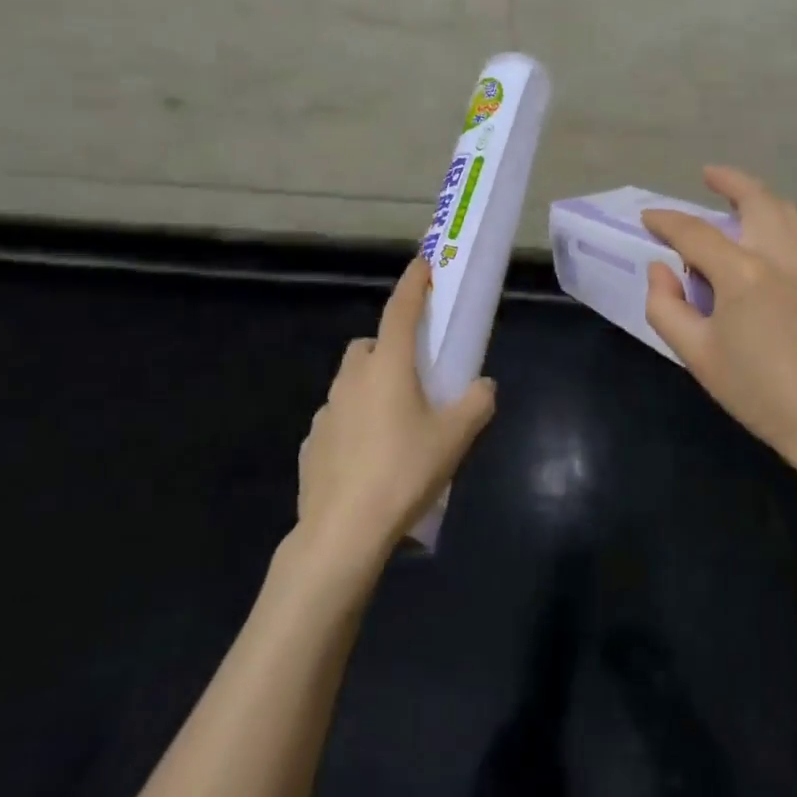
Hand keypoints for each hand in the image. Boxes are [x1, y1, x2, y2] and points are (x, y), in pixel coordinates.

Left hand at [295, 258, 496, 564]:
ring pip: (351, 383)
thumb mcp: (455, 437)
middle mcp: (352, 380)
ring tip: (395, 424)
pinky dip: (354, 423)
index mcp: (388, 367)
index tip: (422, 264)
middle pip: (370, 345)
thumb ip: (477, 403)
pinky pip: (338, 419)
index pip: (400, 310)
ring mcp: (326, 412)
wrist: (342, 532)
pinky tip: (370, 458)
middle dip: (389, 348)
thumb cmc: (404, 472)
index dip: (413, 284)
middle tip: (415, 375)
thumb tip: (484, 386)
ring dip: (371, 387)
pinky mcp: (312, 444)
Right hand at [642, 166, 796, 505]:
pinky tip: (767, 236)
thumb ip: (667, 306)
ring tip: (737, 199)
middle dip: (729, 181)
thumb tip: (660, 269)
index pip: (696, 232)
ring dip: (758, 196)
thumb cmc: (761, 392)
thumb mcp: (698, 356)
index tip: (648, 219)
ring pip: (785, 211)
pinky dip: (778, 218)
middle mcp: (781, 255)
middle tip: (708, 175)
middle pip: (756, 200)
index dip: (667, 221)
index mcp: (743, 273)